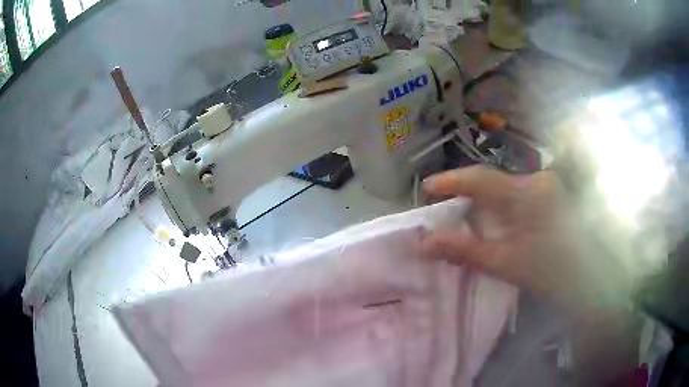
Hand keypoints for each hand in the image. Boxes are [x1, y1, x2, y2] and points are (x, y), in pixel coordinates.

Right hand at [421, 165, 583, 305]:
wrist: (587, 280)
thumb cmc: (550, 272)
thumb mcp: (505, 263)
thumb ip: (465, 251)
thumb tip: (424, 244)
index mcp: (528, 193)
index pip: (481, 179)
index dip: (451, 181)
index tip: (427, 188)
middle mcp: (537, 181)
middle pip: (493, 183)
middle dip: (467, 196)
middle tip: (445, 211)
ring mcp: (547, 187)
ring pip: (505, 189)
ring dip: (484, 203)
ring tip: (467, 220)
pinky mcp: (551, 196)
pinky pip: (517, 196)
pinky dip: (501, 208)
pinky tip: (496, 224)